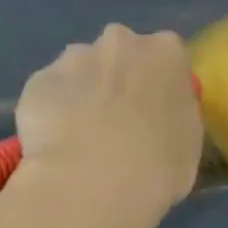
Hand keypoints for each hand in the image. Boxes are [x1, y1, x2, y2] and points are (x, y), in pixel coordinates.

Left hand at [10, 24, 202, 227]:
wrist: (92, 185)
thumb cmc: (158, 166)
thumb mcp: (189, 141)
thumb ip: (176, 113)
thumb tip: (160, 114)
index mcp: (166, 51)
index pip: (166, 58)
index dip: (157, 86)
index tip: (153, 113)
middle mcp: (120, 42)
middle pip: (120, 54)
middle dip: (117, 79)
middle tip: (115, 123)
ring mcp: (74, 57)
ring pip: (80, 70)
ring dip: (82, 94)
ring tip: (79, 139)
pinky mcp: (38, 80)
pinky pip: (49, 94)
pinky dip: (51, 113)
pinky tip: (54, 146)